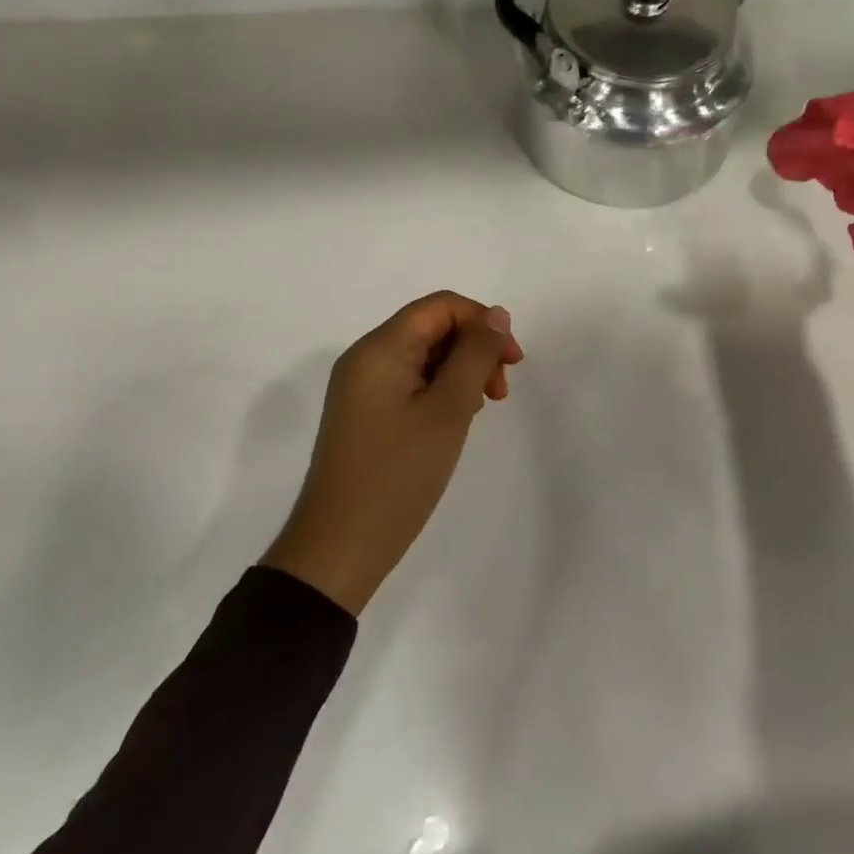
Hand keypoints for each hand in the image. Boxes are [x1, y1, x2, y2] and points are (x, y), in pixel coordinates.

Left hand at [264, 292, 524, 615]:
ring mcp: (361, 388)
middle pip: (432, 328)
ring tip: (481, 409)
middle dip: (474, 349)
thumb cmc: (399, 474)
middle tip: (500, 391)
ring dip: (461, 371)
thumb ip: (475, 355)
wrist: (340, 547)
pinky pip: (410, 383)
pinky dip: (440, 391)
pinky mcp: (364, 415)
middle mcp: (365, 358)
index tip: (513, 362)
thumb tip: (496, 316)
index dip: (483, 322)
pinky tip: (455, 420)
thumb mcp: (448, 409)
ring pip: (423, 356)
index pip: (441, 306)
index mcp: (380, 348)